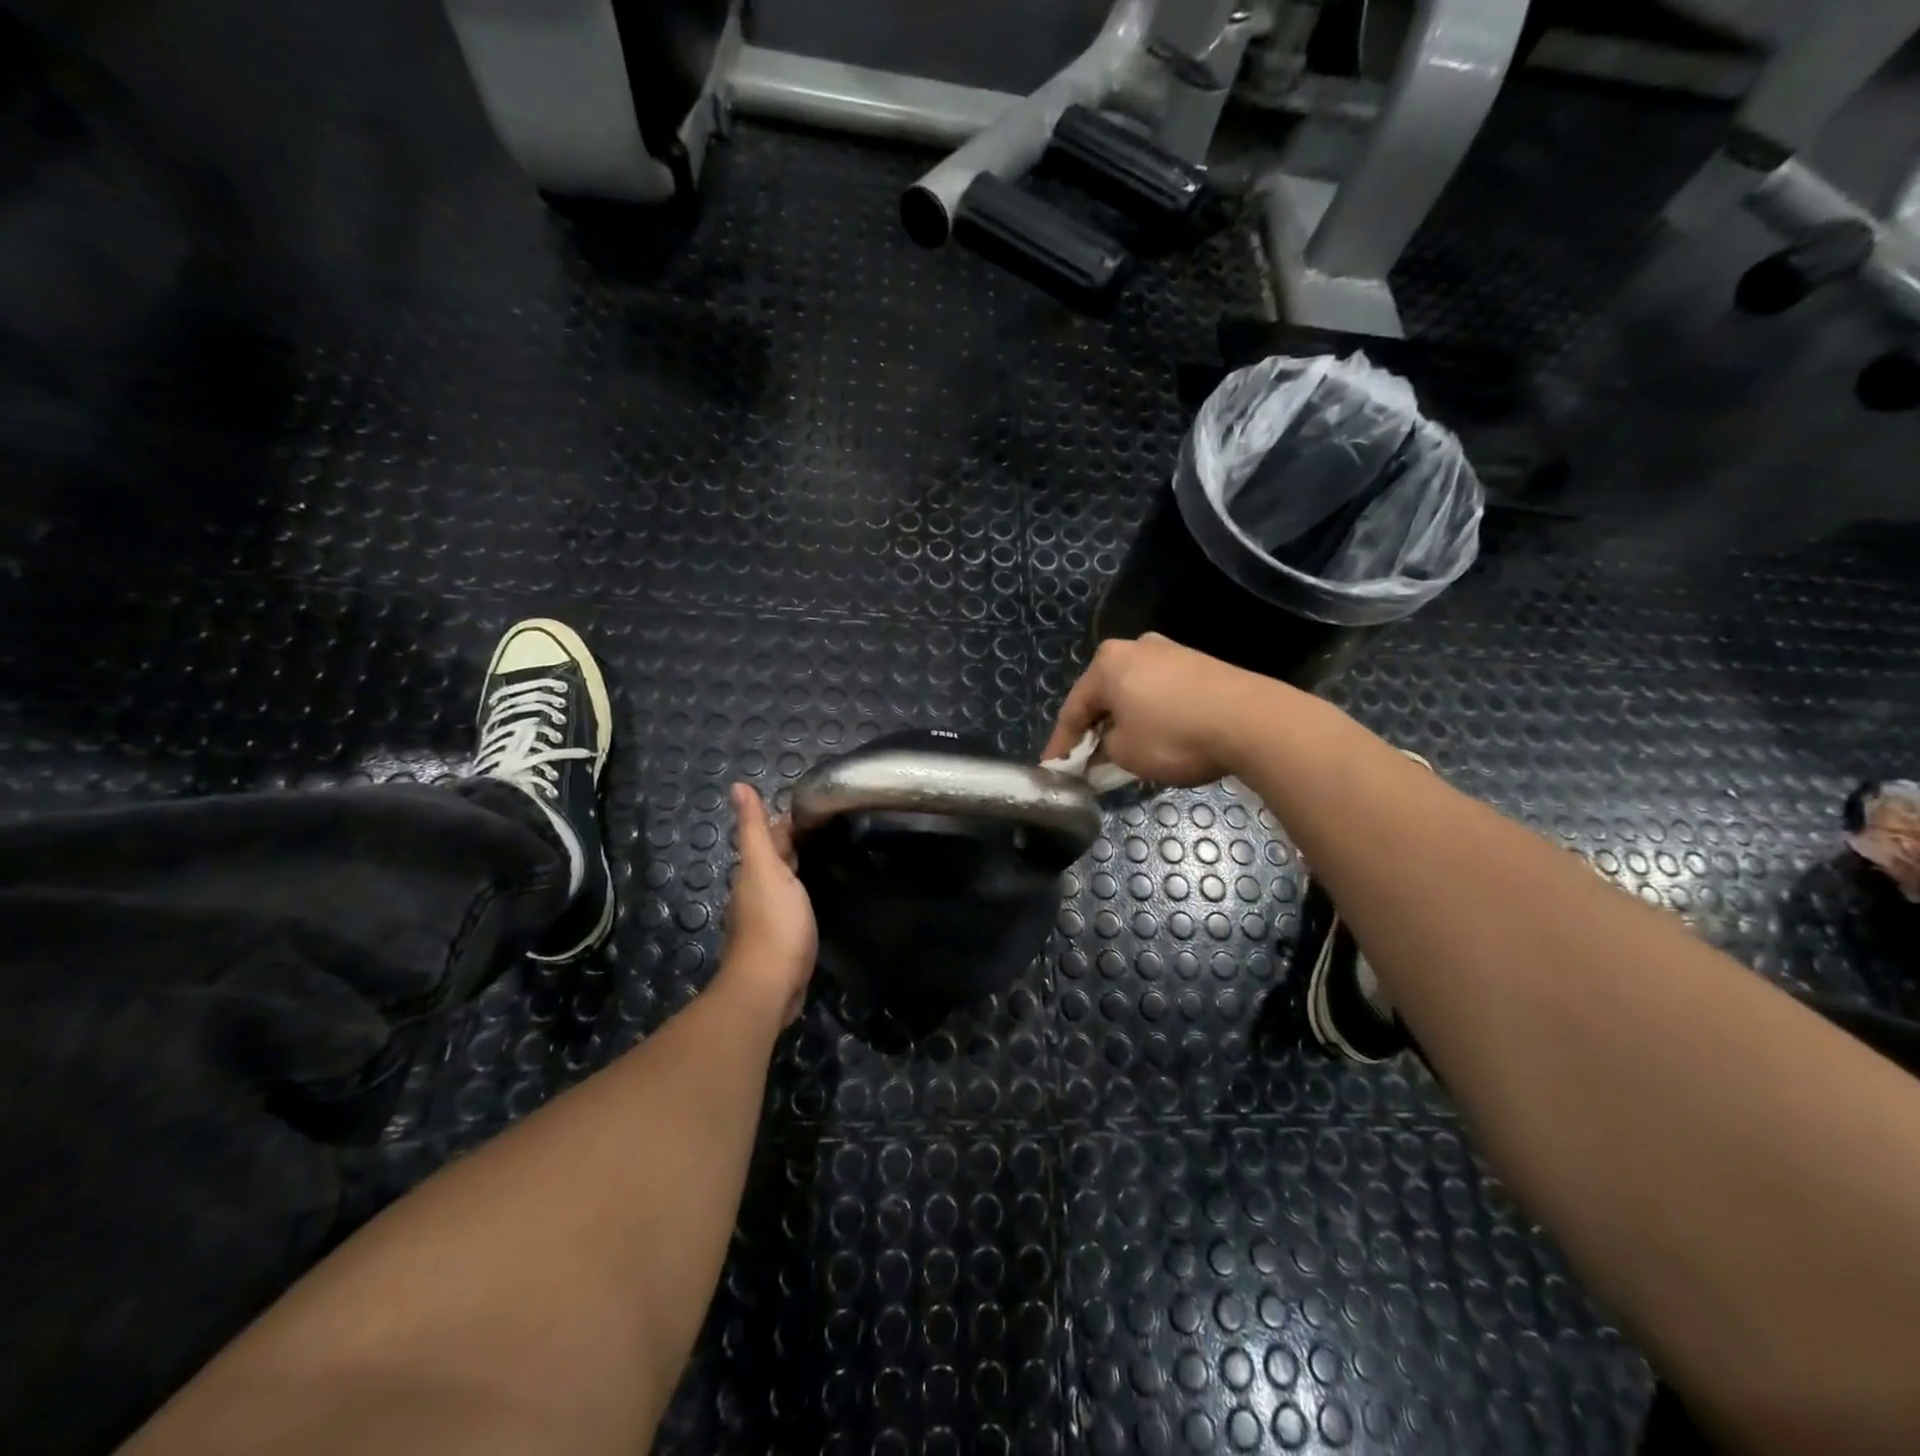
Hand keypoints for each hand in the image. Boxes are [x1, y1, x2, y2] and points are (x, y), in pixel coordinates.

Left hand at [719, 783, 817, 1025]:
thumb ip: (754, 830)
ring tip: (833, 853)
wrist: (770, 986)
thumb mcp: (765, 868)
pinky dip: (806, 892)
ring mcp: (770, 917)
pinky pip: (795, 905)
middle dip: (798, 841)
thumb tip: (737, 786)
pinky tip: (822, 893)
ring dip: (802, 867)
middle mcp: (757, 891)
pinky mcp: (784, 938)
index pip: (771, 836)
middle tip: (834, 826)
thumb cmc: (773, 923)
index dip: (790, 819)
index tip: (819, 805)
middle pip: (778, 858)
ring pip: (786, 882)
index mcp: (754, 872)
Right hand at [1042, 634, 1279, 786]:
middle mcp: (1135, 647)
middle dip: (1094, 729)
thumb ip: (1103, 751)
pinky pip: (1161, 694)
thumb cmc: (1173, 735)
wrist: (1252, 721)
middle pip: (1104, 696)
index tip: (1053, 769)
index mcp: (1107, 663)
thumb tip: (1104, 750)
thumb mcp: (1125, 753)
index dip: (1062, 745)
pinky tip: (1156, 738)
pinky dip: (1151, 716)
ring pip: (1133, 694)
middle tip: (1087, 760)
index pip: (1073, 709)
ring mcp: (1171, 652)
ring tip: (1122, 753)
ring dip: (1124, 722)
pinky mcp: (1200, 664)